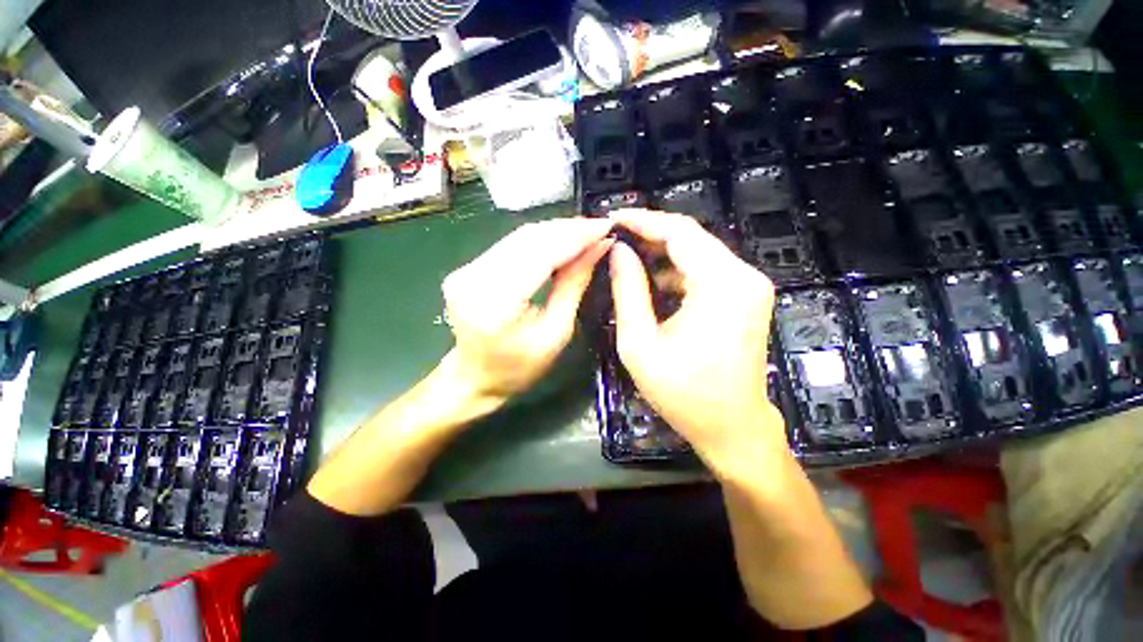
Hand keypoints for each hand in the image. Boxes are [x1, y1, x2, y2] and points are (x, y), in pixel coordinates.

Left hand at [441, 217, 613, 404]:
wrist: (475, 378)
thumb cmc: (520, 368)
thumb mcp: (557, 332)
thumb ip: (574, 285)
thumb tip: (599, 247)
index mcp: (496, 303)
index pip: (541, 253)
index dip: (576, 236)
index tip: (606, 226)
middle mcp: (473, 278)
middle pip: (528, 238)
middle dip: (568, 229)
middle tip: (599, 227)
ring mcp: (466, 270)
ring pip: (519, 236)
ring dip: (555, 231)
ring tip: (586, 231)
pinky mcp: (467, 267)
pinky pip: (510, 245)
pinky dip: (539, 240)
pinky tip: (560, 240)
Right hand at [608, 209, 784, 477]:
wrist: (733, 427)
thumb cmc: (684, 393)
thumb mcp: (640, 344)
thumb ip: (628, 291)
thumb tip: (618, 252)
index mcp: (721, 285)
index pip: (679, 232)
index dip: (643, 221)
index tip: (613, 218)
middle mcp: (744, 276)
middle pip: (692, 237)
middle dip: (651, 234)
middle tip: (616, 238)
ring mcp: (750, 286)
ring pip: (699, 252)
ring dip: (663, 253)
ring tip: (629, 258)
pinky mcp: (748, 297)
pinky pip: (708, 270)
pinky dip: (679, 270)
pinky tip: (656, 283)